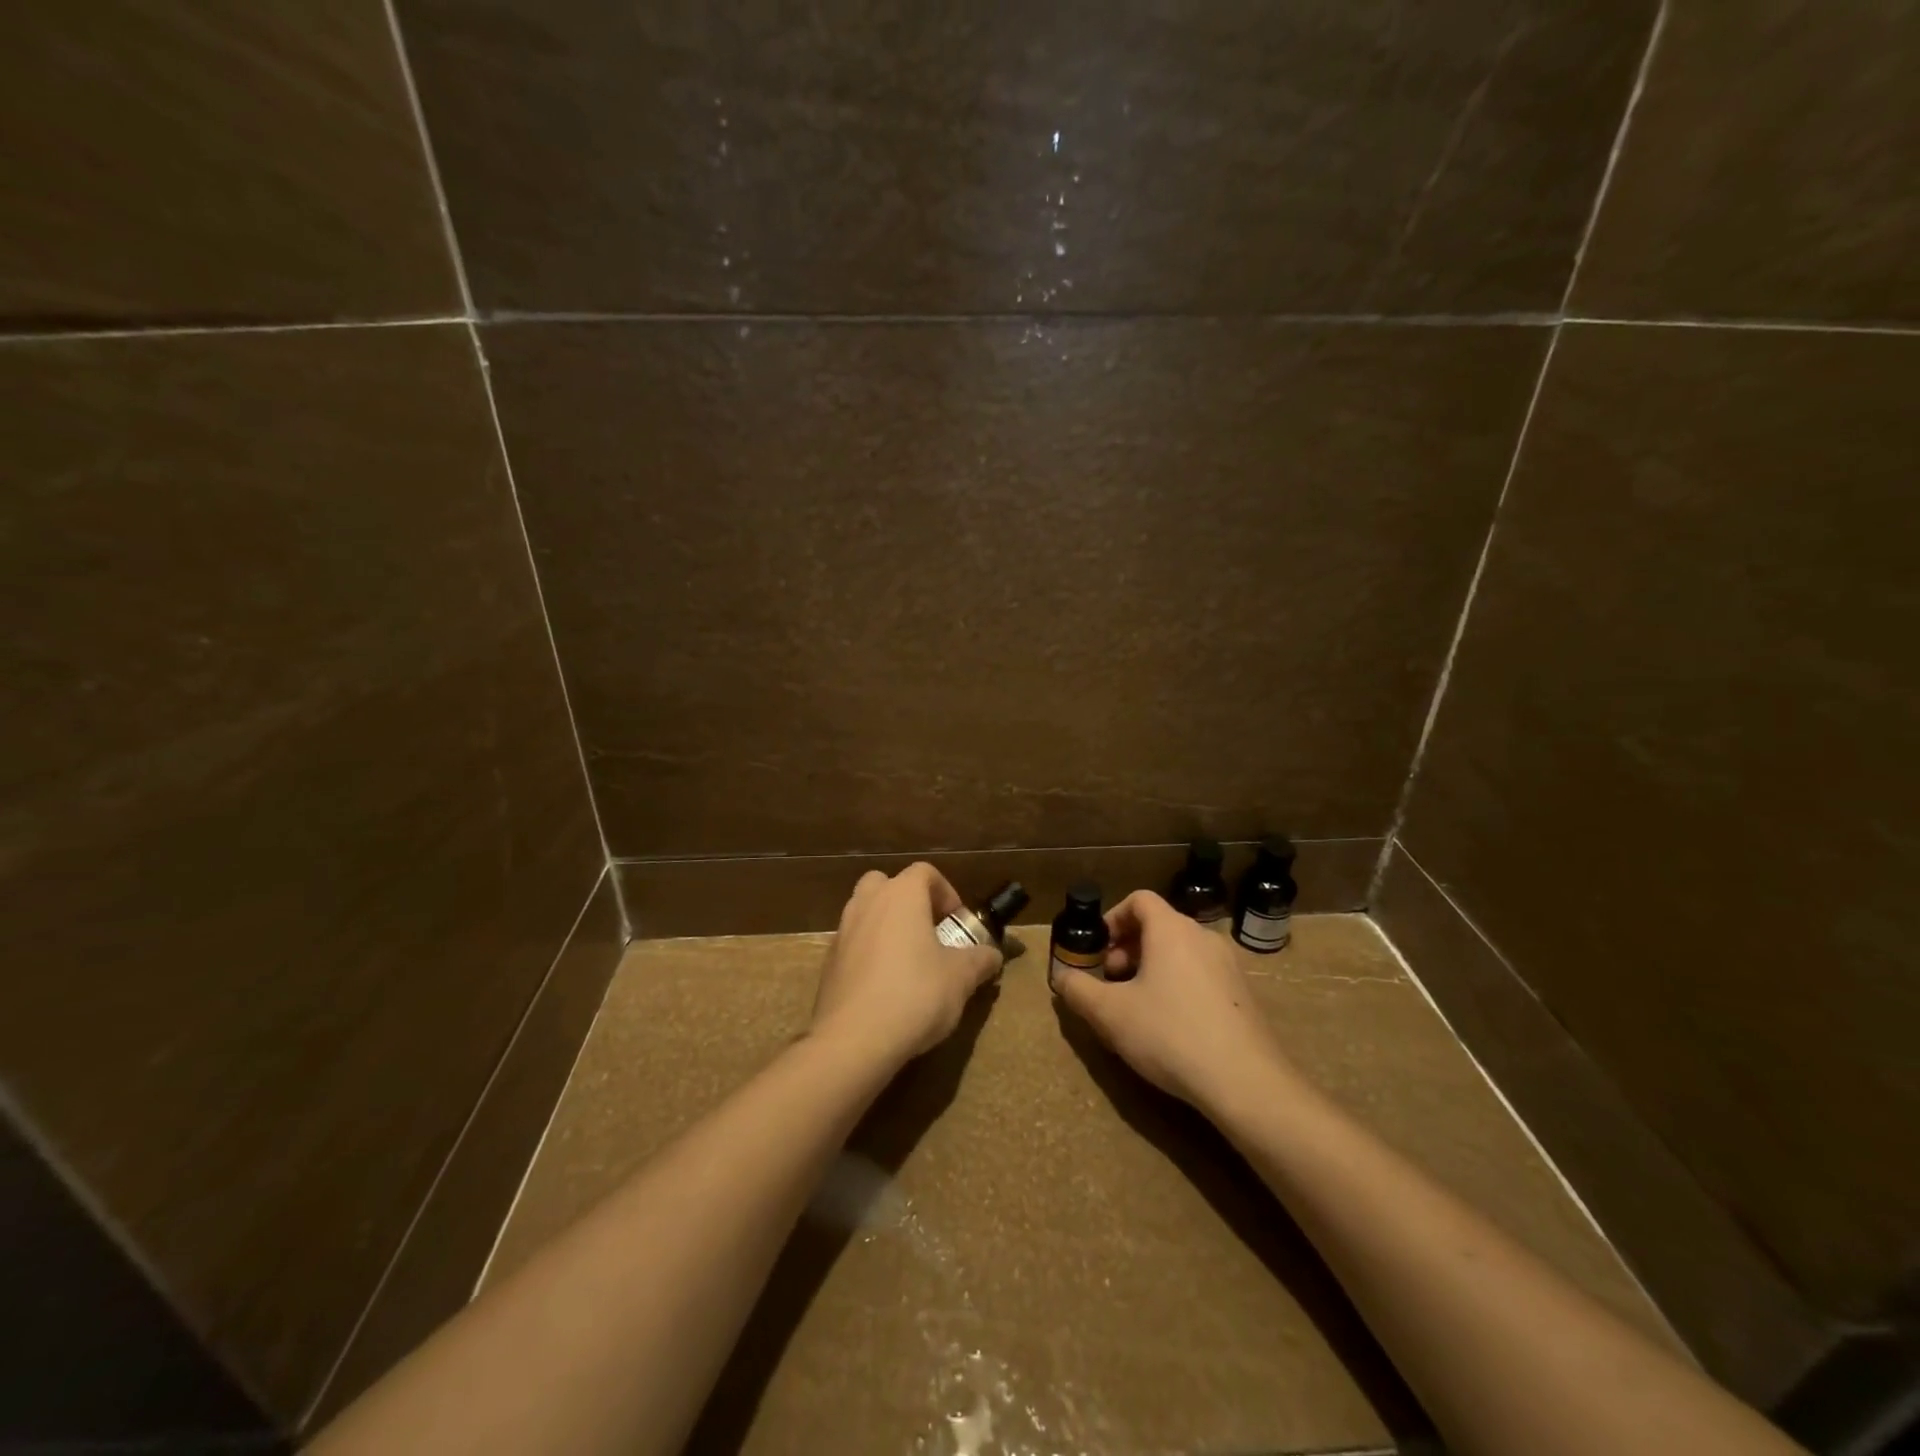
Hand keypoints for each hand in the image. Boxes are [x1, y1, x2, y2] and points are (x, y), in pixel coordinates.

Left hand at [809, 863, 1001, 1068]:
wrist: (854, 1039)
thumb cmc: (915, 994)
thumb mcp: (960, 978)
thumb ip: (980, 960)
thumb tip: (992, 955)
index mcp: (901, 896)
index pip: (924, 872)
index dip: (945, 891)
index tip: (956, 921)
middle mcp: (867, 904)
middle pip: (886, 883)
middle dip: (908, 901)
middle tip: (928, 931)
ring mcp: (842, 932)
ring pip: (866, 912)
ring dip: (887, 926)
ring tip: (909, 961)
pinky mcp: (829, 963)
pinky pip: (854, 944)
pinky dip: (869, 953)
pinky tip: (885, 987)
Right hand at [1051, 889, 1296, 1113]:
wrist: (1247, 1083)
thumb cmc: (1170, 1034)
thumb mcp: (1110, 1014)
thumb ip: (1078, 990)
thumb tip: (1062, 977)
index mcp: (1172, 930)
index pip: (1139, 900)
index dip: (1112, 918)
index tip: (1098, 949)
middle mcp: (1203, 937)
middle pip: (1159, 925)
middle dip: (1128, 947)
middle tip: (1111, 981)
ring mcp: (1229, 966)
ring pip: (1181, 952)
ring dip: (1152, 968)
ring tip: (1137, 1006)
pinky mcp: (1244, 995)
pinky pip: (1201, 975)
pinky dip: (1178, 985)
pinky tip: (1171, 1026)